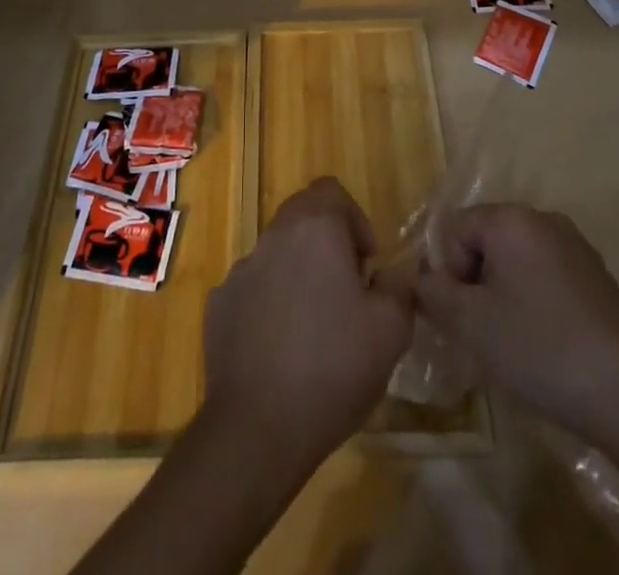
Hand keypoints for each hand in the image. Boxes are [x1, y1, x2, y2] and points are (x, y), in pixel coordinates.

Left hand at [201, 177, 412, 466]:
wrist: (258, 428)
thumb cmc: (333, 367)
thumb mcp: (390, 330)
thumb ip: (399, 287)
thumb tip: (394, 272)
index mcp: (314, 229)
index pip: (331, 190)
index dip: (354, 218)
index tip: (366, 264)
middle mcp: (272, 237)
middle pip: (302, 216)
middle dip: (328, 244)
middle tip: (347, 292)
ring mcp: (240, 270)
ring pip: (277, 254)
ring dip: (298, 274)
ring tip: (315, 327)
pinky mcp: (219, 304)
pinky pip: (253, 288)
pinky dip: (270, 303)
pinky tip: (281, 349)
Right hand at [415, 203, 618, 451]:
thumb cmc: (540, 349)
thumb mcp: (470, 324)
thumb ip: (433, 293)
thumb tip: (421, 279)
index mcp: (512, 219)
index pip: (455, 228)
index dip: (448, 271)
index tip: (461, 315)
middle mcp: (544, 219)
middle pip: (486, 240)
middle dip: (475, 281)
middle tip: (482, 330)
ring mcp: (576, 245)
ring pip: (517, 259)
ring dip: (503, 292)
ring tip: (512, 341)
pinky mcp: (598, 275)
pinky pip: (547, 274)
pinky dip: (534, 300)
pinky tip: (545, 343)